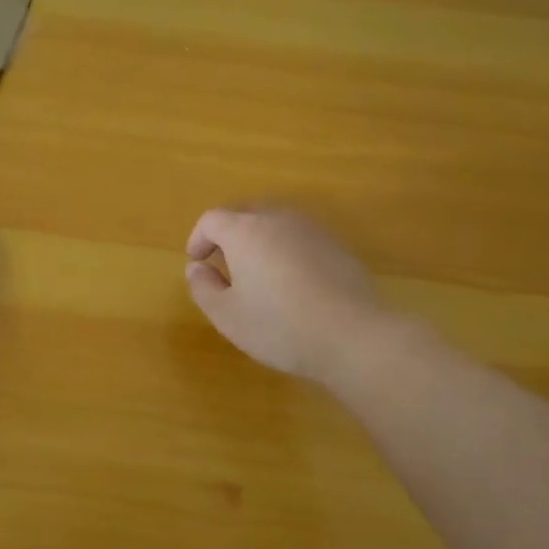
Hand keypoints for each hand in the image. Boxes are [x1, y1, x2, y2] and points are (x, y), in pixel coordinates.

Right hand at [185, 206, 390, 381]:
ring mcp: (311, 229)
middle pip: (245, 213)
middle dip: (228, 234)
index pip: (212, 219)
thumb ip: (204, 287)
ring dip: (259, 239)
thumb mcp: (227, 315)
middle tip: (224, 263)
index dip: (198, 238)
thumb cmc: (279, 326)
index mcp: (244, 231)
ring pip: (275, 223)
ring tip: (257, 271)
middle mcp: (277, 219)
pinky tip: (292, 281)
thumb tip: (197, 268)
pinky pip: (300, 238)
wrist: (352, 334)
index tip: (197, 261)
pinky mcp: (336, 245)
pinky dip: (286, 250)